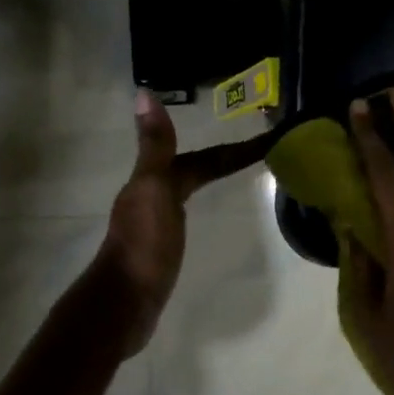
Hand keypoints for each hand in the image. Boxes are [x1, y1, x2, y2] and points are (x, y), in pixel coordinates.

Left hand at [97, 91, 270, 356]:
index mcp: (155, 181)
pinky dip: (200, 204)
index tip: (268, 140)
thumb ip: (155, 145)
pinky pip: (184, 215)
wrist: (125, 301)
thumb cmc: (144, 245)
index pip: (202, 159)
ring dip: (210, 178)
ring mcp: (154, 223)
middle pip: (194, 170)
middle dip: (224, 159)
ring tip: (238, 176)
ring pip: (187, 190)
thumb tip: (145, 93)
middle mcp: (152, 196)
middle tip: (262, 153)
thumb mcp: (153, 189)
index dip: (233, 150)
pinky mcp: (159, 248)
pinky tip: (204, 214)